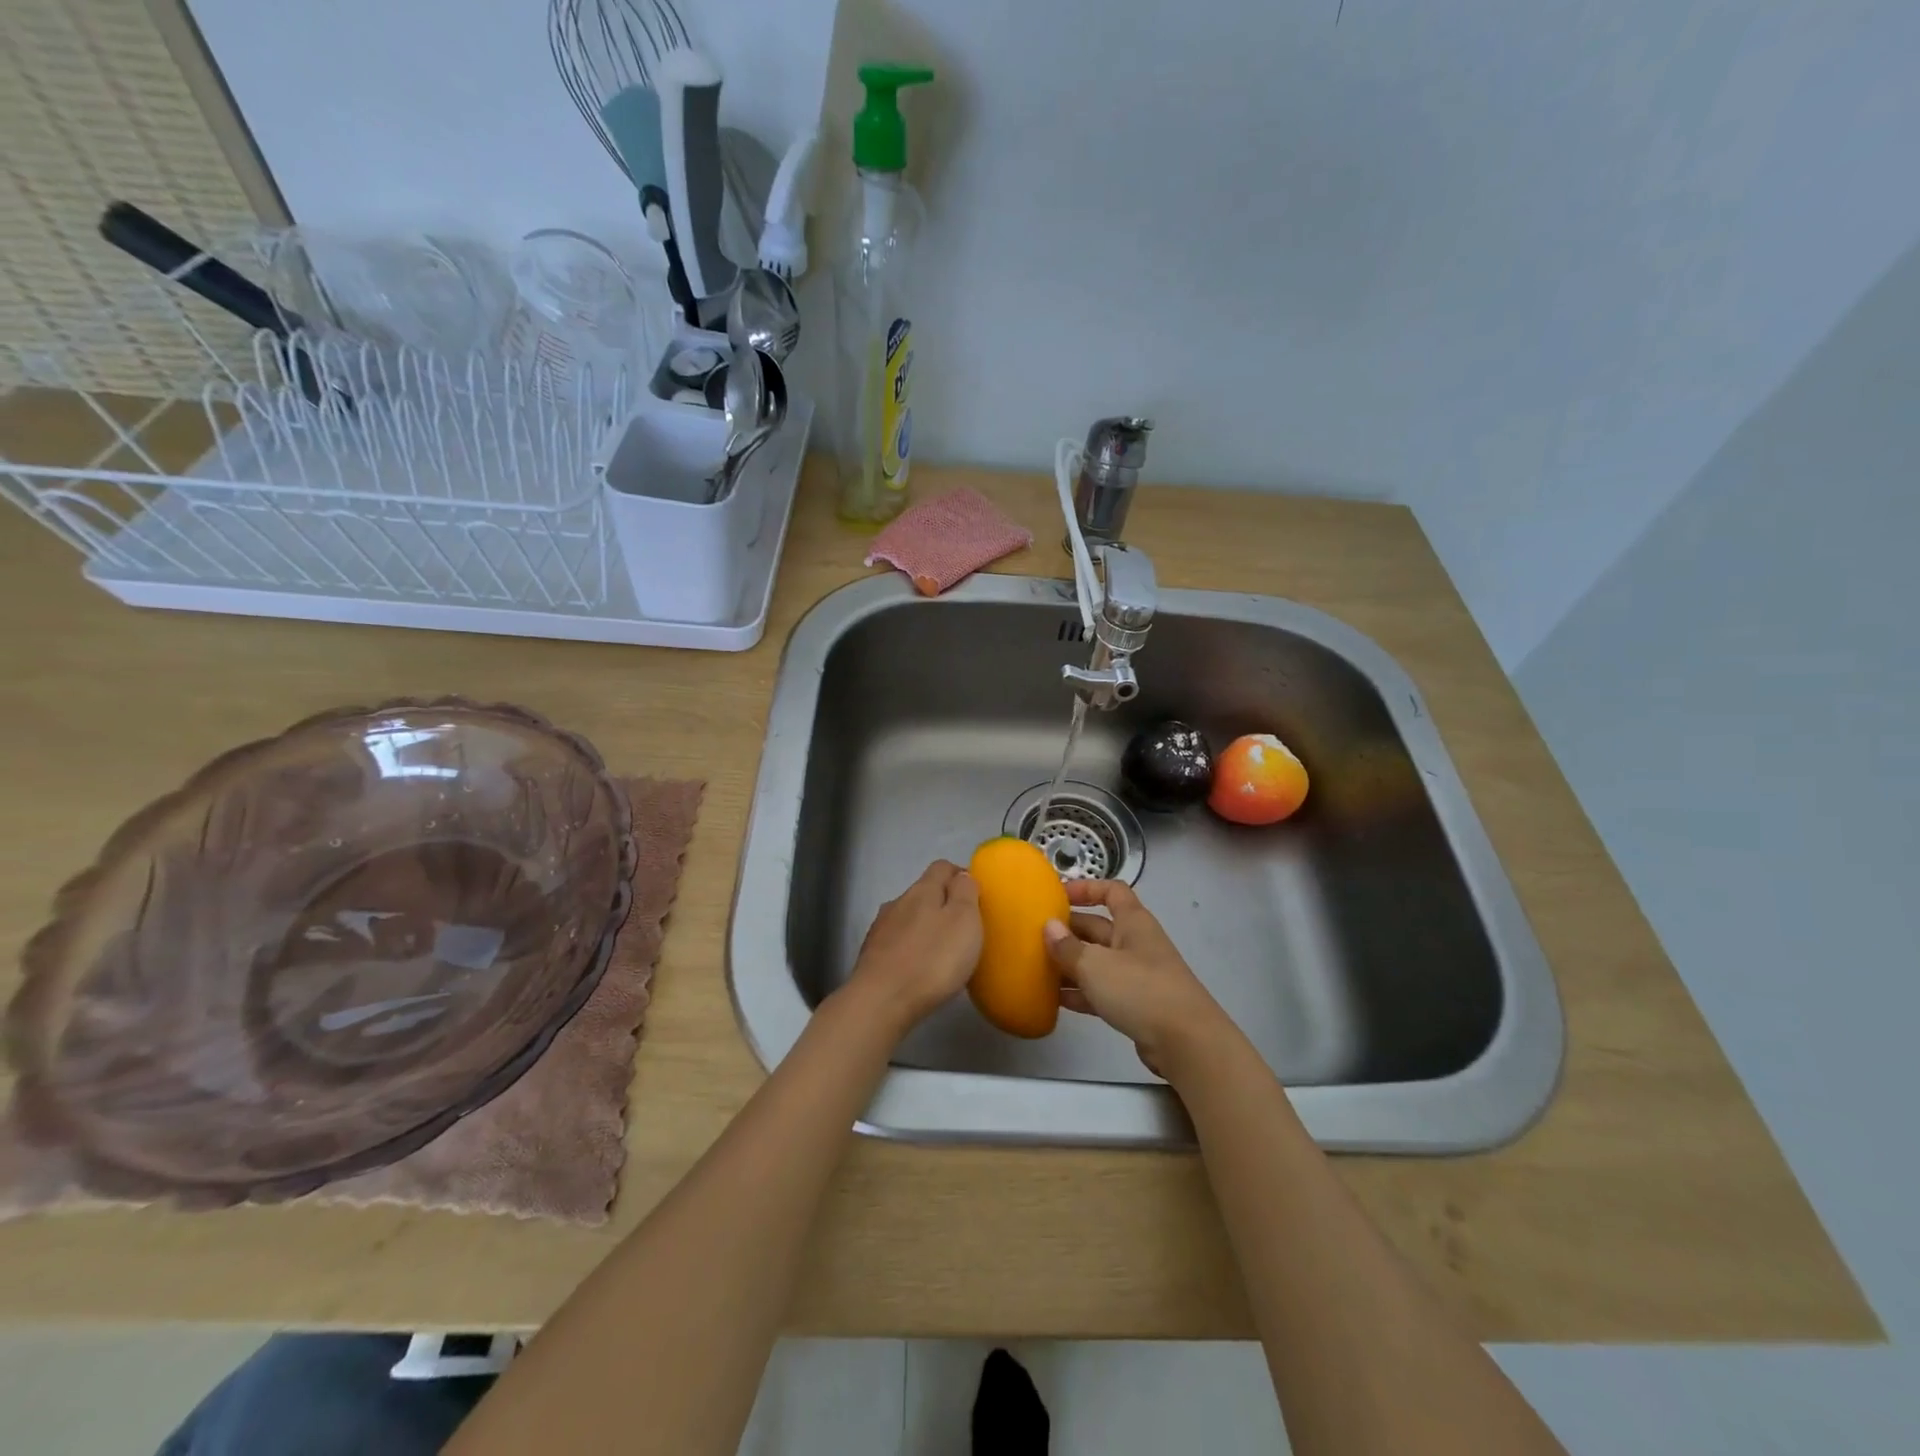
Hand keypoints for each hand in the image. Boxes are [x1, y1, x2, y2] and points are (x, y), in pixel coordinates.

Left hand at [844, 860, 982, 1035]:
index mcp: (923, 890)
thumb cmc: (932, 959)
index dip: (960, 875)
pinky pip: (897, 943)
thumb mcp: (964, 920)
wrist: (881, 1001)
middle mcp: (898, 902)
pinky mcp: (871, 956)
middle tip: (964, 929)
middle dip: (944, 904)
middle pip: (924, 892)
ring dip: (925, 927)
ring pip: (909, 918)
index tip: (977, 895)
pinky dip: (911, 948)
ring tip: (943, 951)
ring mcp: (881, 929)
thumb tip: (961, 876)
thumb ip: (965, 892)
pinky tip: (920, 969)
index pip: (942, 867)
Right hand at [1043, 880, 1230, 1078]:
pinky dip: (1081, 992)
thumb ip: (1068, 947)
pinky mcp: (1136, 1005)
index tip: (1057, 895)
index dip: (1086, 888)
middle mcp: (1136, 943)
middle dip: (1069, 930)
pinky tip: (1055, 999)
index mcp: (1133, 922)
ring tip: (1037, 968)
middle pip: (1099, 928)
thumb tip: (1049, 926)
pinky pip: (1102, 990)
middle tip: (1035, 936)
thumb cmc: (1140, 990)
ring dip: (1071, 964)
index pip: (1111, 891)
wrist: (1187, 1043)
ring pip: (1098, 961)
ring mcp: (1138, 975)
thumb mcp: (1096, 965)